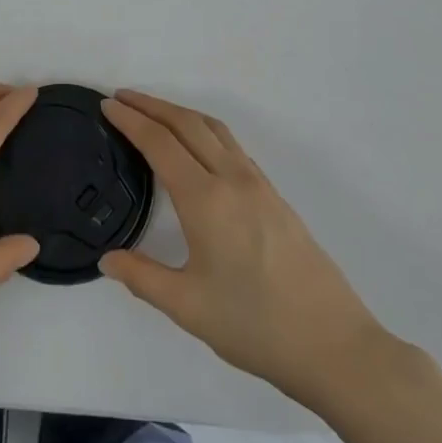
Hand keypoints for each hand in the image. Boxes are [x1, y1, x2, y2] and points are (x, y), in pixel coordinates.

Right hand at [99, 89, 394, 408]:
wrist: (334, 345)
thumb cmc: (255, 326)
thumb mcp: (189, 308)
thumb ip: (143, 278)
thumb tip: (107, 259)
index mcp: (206, 199)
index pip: (160, 143)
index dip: (131, 120)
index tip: (107, 105)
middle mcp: (231, 179)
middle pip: (186, 123)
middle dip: (151, 105)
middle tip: (122, 97)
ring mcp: (257, 183)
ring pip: (213, 129)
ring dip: (180, 112)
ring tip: (154, 112)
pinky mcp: (274, 195)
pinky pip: (231, 145)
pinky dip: (204, 130)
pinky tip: (198, 147)